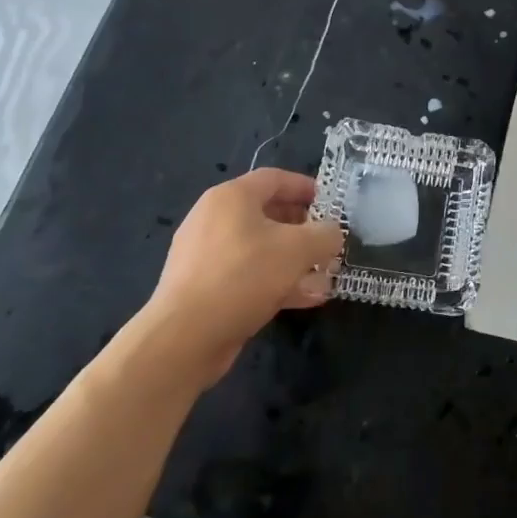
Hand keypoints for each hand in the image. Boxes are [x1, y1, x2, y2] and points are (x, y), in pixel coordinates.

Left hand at [138, 170, 342, 389]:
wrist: (183, 339)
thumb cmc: (243, 276)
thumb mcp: (298, 249)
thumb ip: (325, 234)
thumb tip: (332, 234)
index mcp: (231, 198)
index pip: (275, 179)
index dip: (306, 187)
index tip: (331, 204)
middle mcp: (214, 219)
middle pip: (268, 214)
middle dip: (304, 229)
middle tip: (328, 243)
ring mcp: (206, 256)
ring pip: (260, 249)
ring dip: (295, 261)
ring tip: (324, 276)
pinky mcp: (203, 289)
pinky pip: (247, 276)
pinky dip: (276, 282)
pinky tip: (305, 299)